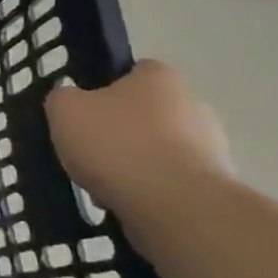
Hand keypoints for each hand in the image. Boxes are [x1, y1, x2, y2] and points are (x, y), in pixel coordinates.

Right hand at [44, 60, 231, 226]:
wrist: (174, 205)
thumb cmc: (116, 144)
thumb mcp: (65, 110)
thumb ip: (63, 98)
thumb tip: (72, 101)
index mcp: (160, 77)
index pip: (132, 72)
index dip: (103, 89)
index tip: (83, 113)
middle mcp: (193, 103)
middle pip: (145, 112)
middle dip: (120, 130)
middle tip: (89, 150)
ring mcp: (211, 146)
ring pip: (158, 149)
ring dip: (135, 162)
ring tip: (103, 184)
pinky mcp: (214, 185)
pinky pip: (170, 181)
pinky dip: (149, 190)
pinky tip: (127, 202)